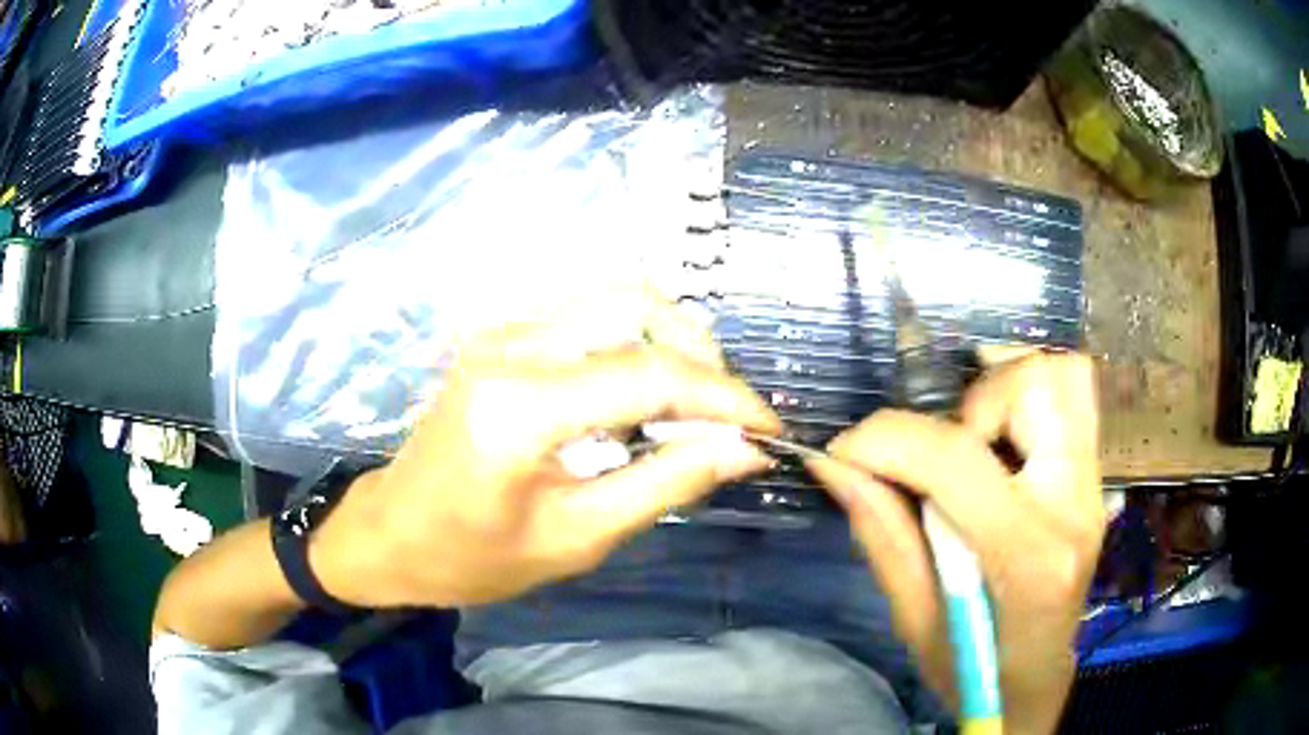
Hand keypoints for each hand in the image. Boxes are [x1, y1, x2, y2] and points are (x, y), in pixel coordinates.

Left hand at [311, 294, 781, 608]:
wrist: (391, 533)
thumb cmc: (472, 557)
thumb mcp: (576, 538)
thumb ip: (665, 485)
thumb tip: (743, 448)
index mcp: (518, 408)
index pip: (649, 374)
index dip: (724, 396)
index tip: (769, 428)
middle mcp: (508, 345)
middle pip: (636, 302)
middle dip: (700, 352)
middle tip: (725, 414)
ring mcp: (498, 330)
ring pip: (614, 296)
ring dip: (670, 339)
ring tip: (693, 404)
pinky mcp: (498, 334)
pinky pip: (587, 312)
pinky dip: (634, 339)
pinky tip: (644, 390)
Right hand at [806, 352, 1102, 733]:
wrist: (1035, 680)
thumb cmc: (973, 669)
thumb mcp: (913, 619)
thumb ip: (882, 534)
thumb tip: (835, 463)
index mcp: (1030, 559)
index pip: (958, 460)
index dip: (888, 440)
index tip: (846, 450)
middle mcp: (1075, 504)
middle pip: (1034, 387)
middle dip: (967, 405)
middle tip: (938, 455)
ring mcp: (1093, 485)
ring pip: (1061, 375)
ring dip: (1002, 389)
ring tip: (972, 439)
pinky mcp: (1094, 476)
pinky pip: (1072, 394)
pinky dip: (1028, 392)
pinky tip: (998, 434)